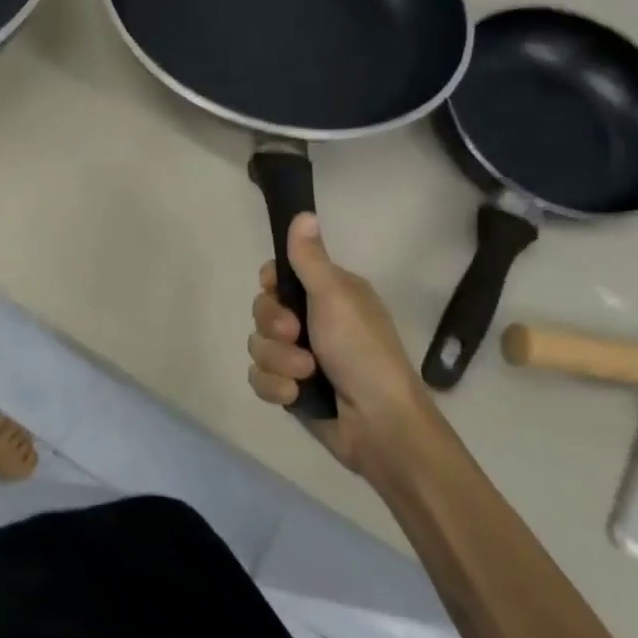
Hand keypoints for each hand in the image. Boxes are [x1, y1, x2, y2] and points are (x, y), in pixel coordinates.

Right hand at [247, 213, 435, 478]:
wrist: (379, 425)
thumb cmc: (362, 352)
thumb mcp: (335, 297)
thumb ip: (309, 258)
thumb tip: (303, 212)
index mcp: (328, 296)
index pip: (278, 278)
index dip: (271, 286)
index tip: (276, 290)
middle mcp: (313, 323)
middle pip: (261, 311)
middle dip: (273, 328)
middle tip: (296, 336)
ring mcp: (300, 357)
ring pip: (258, 347)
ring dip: (278, 361)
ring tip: (305, 374)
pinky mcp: (291, 390)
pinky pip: (260, 378)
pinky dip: (276, 388)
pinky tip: (296, 396)